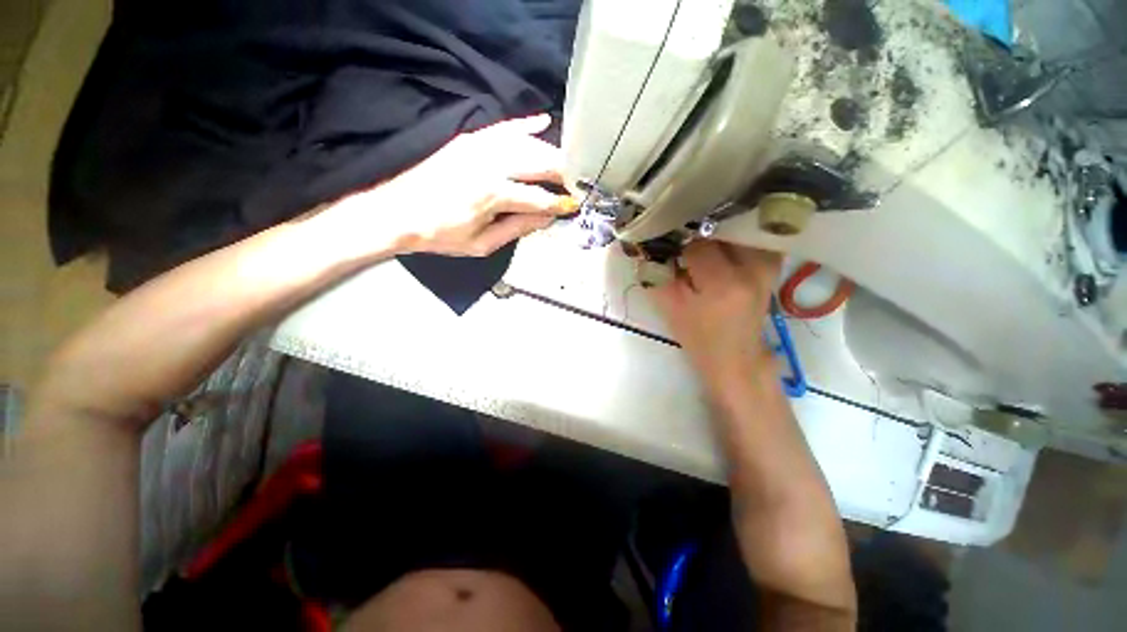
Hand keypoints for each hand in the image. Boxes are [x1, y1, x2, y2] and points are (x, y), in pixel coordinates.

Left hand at [325, 114, 573, 258]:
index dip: (559, 203)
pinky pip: (503, 127)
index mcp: (493, 195)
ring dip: (550, 152)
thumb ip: (517, 228)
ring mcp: (478, 146)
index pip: (538, 198)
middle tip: (578, 181)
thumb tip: (546, 218)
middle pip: (538, 162)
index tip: (575, 206)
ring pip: (526, 142)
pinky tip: (543, 121)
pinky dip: (525, 124)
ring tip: (567, 163)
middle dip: (563, 172)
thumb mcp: (481, 244)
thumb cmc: (440, 235)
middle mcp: (490, 163)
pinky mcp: (468, 139)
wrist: (395, 212)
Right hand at [648, 240, 781, 384]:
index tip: (670, 252)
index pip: (697, 246)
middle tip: (684, 242)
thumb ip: (658, 276)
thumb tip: (649, 247)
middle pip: (720, 230)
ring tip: (702, 242)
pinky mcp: (773, 266)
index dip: (679, 248)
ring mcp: (768, 266)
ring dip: (717, 232)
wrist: (736, 357)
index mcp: (723, 284)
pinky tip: (721, 245)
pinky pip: (753, 237)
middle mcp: (753, 268)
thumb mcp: (670, 309)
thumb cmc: (699, 338)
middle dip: (698, 235)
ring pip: (739, 228)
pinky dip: (735, 236)